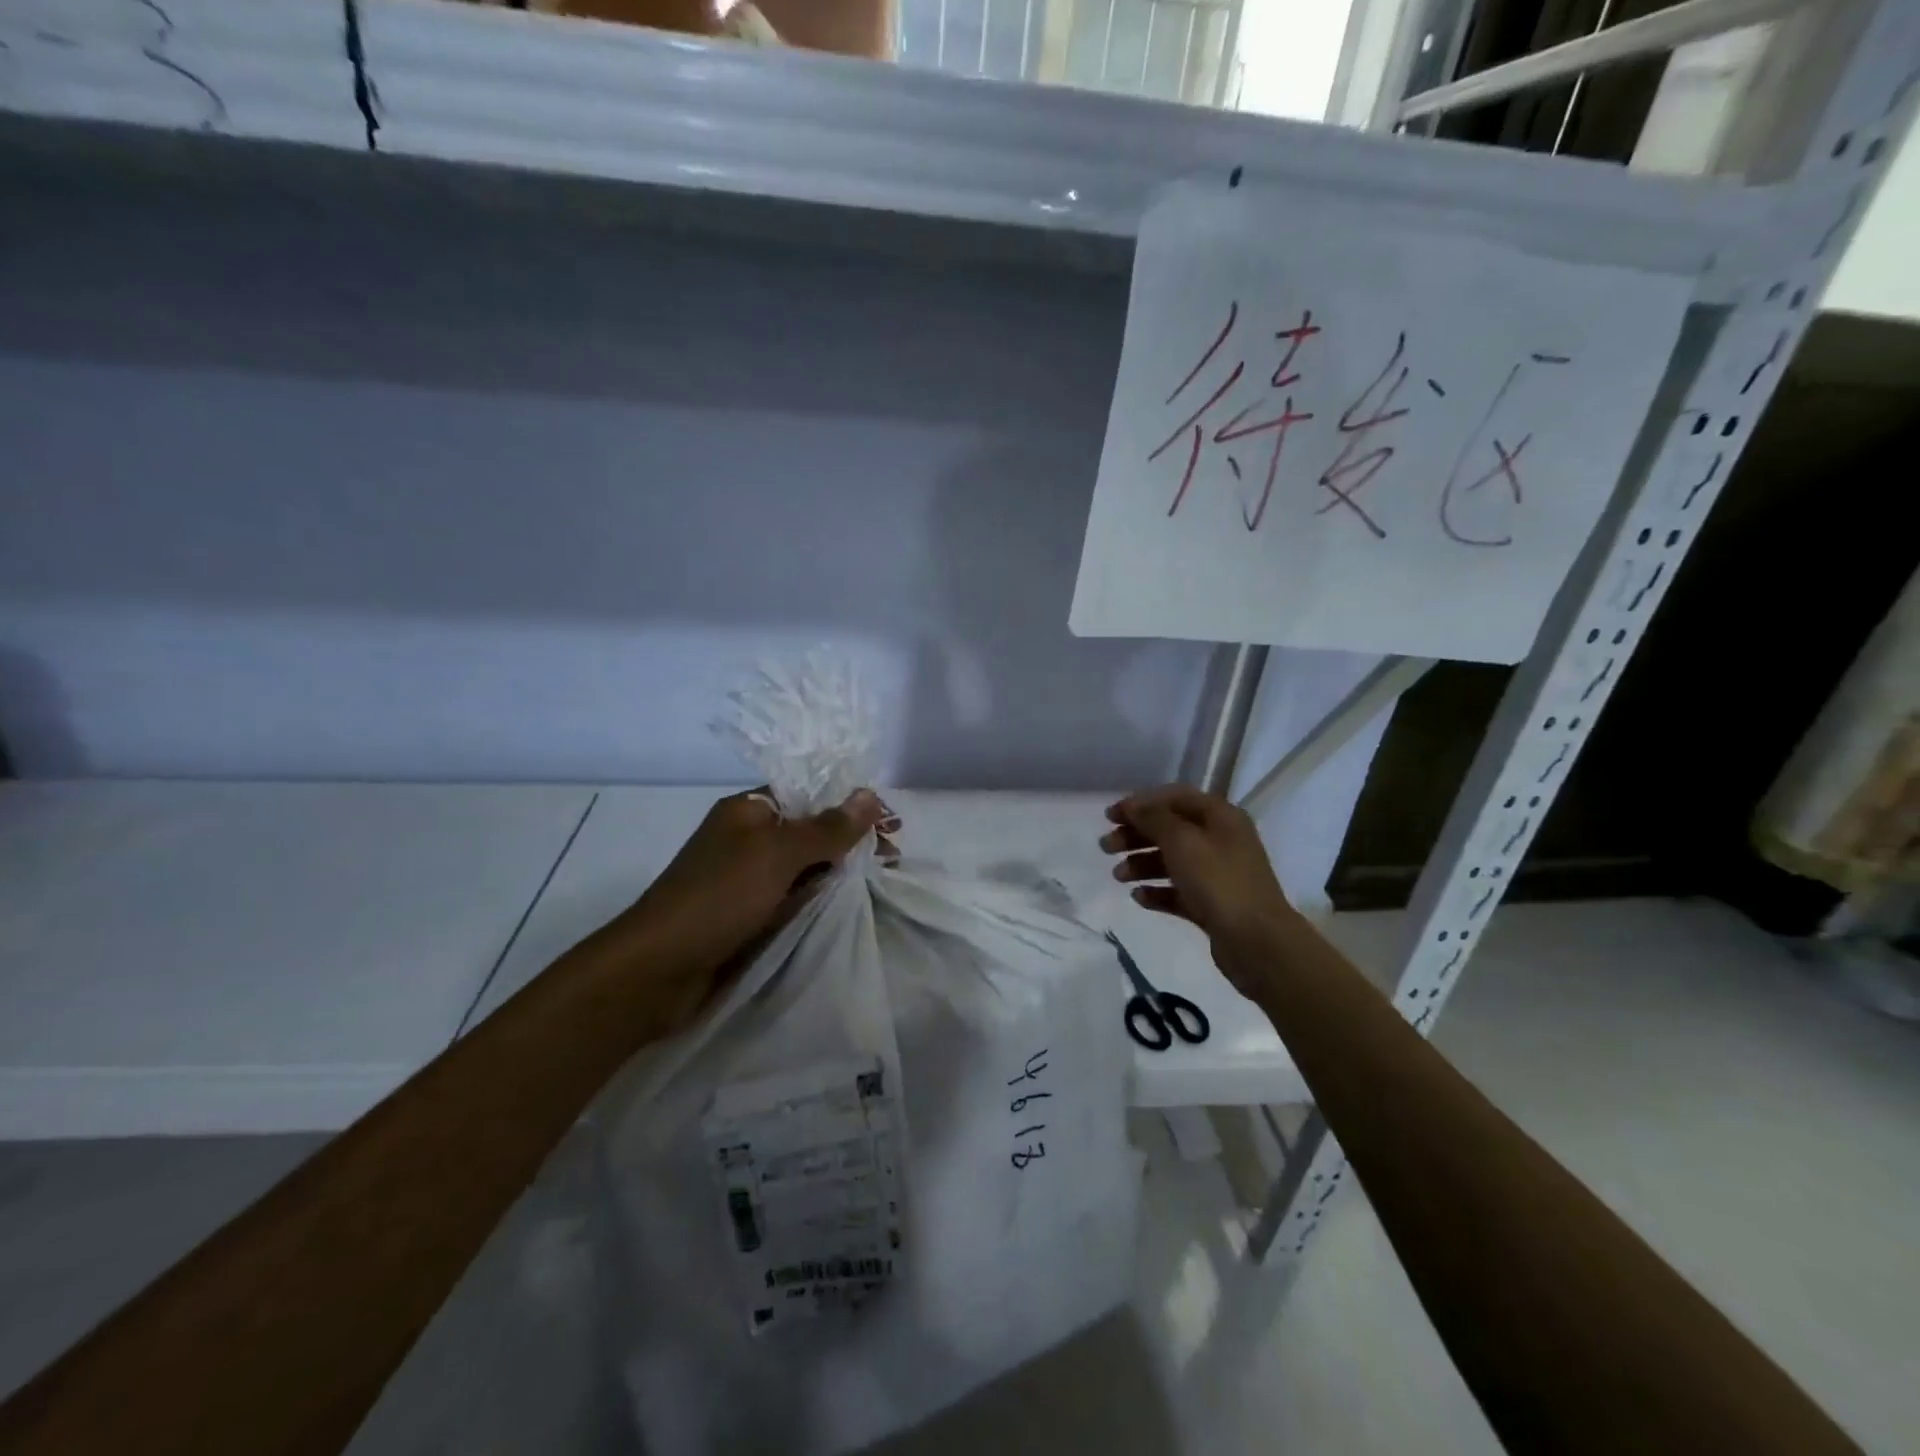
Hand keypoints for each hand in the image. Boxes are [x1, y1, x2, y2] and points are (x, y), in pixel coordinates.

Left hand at [632, 787, 893, 978]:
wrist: (657, 970)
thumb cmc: (719, 897)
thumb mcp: (778, 854)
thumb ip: (827, 827)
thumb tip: (869, 794)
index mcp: (748, 812)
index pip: (809, 795)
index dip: (850, 806)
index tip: (890, 825)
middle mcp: (748, 840)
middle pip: (811, 832)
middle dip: (851, 842)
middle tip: (892, 858)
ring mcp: (748, 881)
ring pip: (805, 869)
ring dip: (840, 874)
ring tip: (882, 881)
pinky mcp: (749, 917)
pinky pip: (794, 900)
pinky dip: (819, 901)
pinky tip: (849, 907)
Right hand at [1101, 785, 1296, 996]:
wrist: (1257, 943)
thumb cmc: (1218, 882)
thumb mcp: (1182, 841)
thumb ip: (1154, 819)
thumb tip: (1132, 805)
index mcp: (1221, 817)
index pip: (1175, 797)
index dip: (1141, 803)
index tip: (1110, 816)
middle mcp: (1221, 840)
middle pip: (1170, 829)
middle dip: (1136, 835)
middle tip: (1106, 847)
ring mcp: (1218, 874)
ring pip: (1172, 860)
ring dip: (1141, 864)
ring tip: (1118, 876)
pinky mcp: (1212, 904)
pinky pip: (1178, 891)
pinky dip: (1157, 891)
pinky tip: (1138, 898)